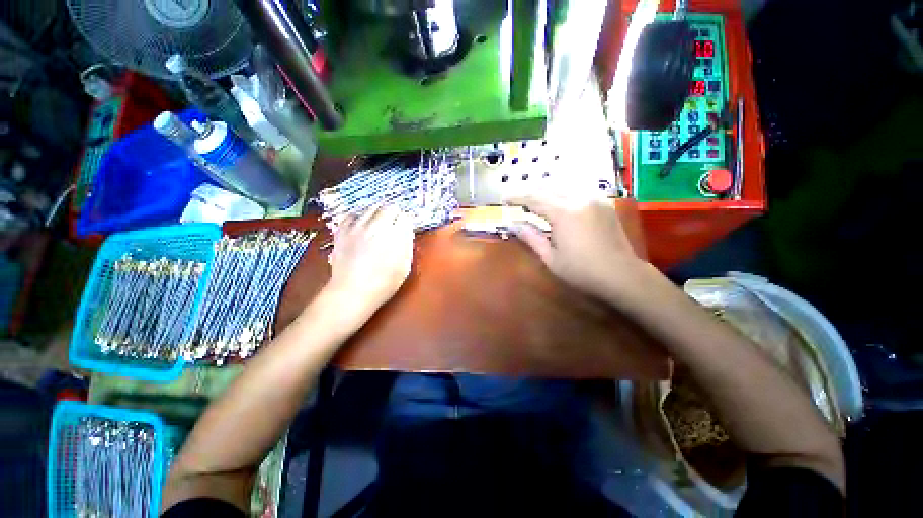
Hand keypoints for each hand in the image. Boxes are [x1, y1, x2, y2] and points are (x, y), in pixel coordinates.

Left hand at [325, 205, 413, 317]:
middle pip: (389, 207)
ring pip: (371, 208)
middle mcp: (375, 226)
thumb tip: (405, 231)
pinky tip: (361, 224)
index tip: (405, 229)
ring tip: (379, 223)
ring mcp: (357, 227)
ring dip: (378, 213)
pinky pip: (351, 215)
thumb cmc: (383, 283)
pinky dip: (359, 216)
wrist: (352, 292)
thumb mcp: (404, 266)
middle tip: (395, 224)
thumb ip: (407, 245)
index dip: (406, 222)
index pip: (404, 217)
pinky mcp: (342, 231)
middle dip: (394, 214)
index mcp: (394, 236)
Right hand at [509, 193, 645, 299]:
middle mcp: (579, 199)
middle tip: (516, 199)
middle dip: (530, 192)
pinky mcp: (604, 203)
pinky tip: (556, 200)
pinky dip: (561, 193)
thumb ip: (531, 237)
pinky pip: (577, 191)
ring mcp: (594, 199)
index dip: (517, 197)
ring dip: (545, 191)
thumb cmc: (582, 271)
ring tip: (533, 199)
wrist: (622, 275)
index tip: (504, 198)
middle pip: (548, 189)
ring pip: (563, 187)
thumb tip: (513, 224)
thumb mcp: (550, 258)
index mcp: (563, 213)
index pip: (534, 198)